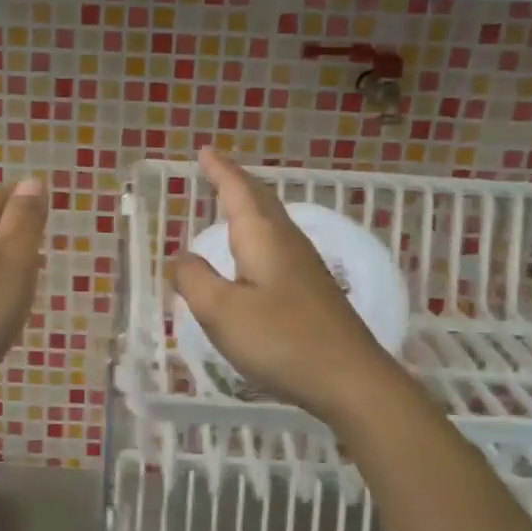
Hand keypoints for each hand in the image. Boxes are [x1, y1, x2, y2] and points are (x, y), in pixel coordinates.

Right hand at [172, 148, 402, 427]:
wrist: (350, 379)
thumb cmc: (281, 340)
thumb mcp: (222, 312)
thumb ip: (195, 280)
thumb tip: (181, 258)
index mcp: (263, 238)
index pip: (238, 191)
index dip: (220, 171)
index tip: (205, 151)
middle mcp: (287, 242)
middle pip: (260, 200)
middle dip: (236, 182)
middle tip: (216, 169)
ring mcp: (305, 266)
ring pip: (273, 222)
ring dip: (250, 206)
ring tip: (231, 203)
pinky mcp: (313, 290)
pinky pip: (278, 245)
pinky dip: (258, 234)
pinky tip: (255, 255)